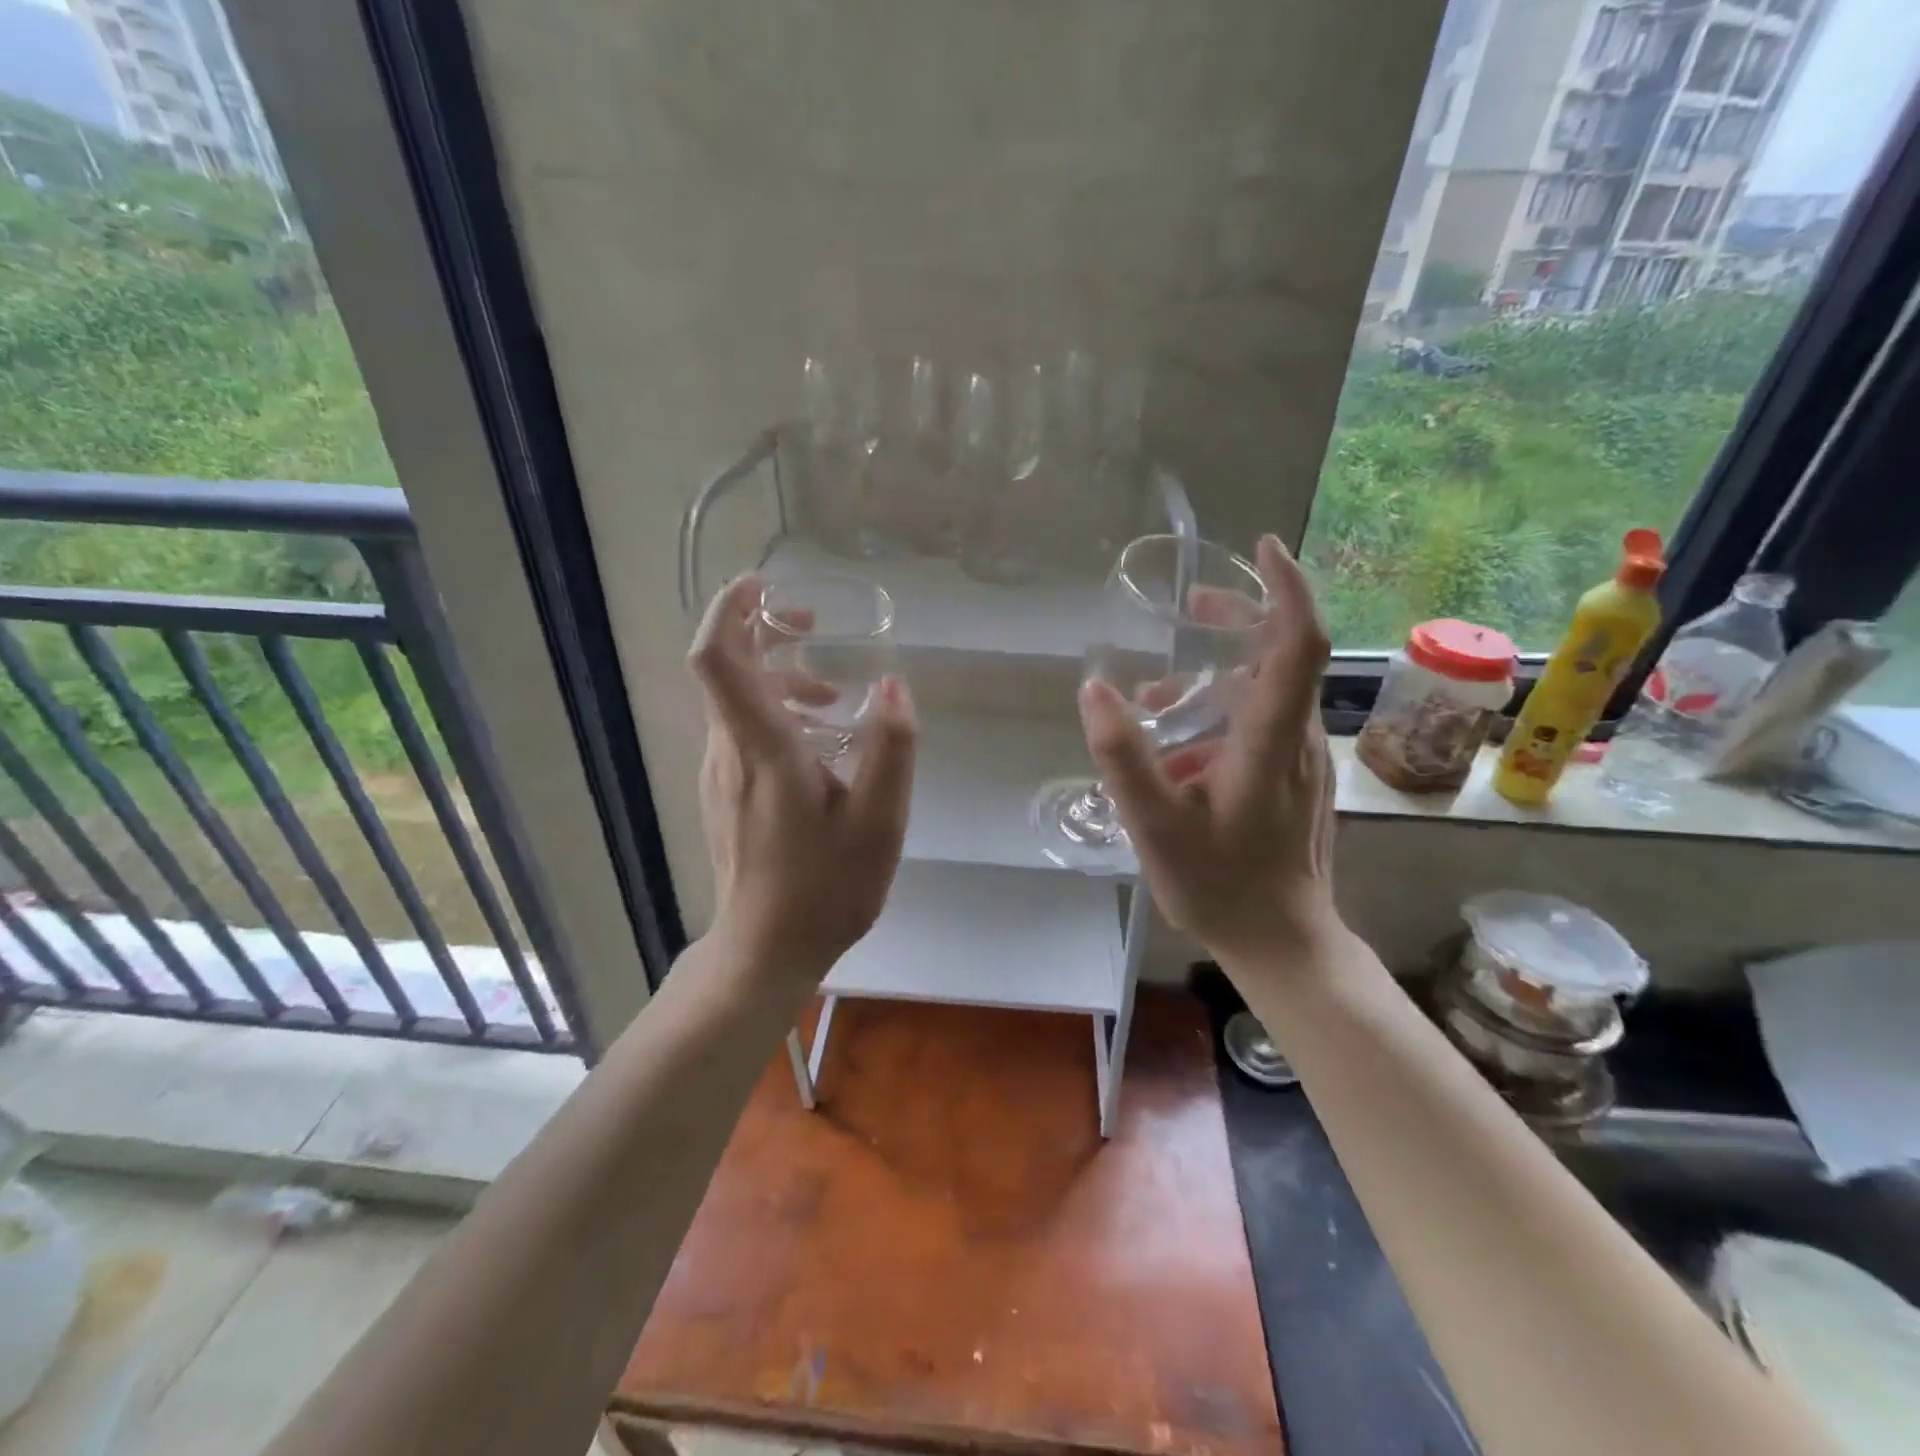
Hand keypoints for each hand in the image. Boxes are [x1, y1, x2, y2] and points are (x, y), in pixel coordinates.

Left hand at [689, 575, 917, 985]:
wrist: (765, 951)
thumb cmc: (825, 888)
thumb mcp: (880, 822)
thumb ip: (891, 750)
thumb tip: (894, 687)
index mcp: (762, 749)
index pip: (718, 660)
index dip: (729, 610)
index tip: (762, 585)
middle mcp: (728, 752)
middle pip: (726, 669)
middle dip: (764, 632)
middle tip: (815, 624)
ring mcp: (720, 774)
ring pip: (736, 701)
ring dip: (779, 677)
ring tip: (836, 697)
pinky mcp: (725, 794)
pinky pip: (741, 730)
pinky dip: (775, 711)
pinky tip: (820, 741)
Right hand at [1079, 535, 1340, 967]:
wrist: (1282, 942)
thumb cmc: (1220, 885)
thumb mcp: (1156, 824)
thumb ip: (1123, 756)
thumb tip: (1094, 687)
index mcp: (1268, 740)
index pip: (1297, 643)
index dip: (1286, 589)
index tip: (1262, 549)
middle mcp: (1296, 738)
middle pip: (1283, 655)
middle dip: (1239, 621)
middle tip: (1191, 609)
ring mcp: (1301, 760)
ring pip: (1267, 692)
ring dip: (1217, 678)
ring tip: (1157, 704)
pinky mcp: (1295, 778)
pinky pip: (1262, 723)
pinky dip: (1221, 714)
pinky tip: (1178, 752)